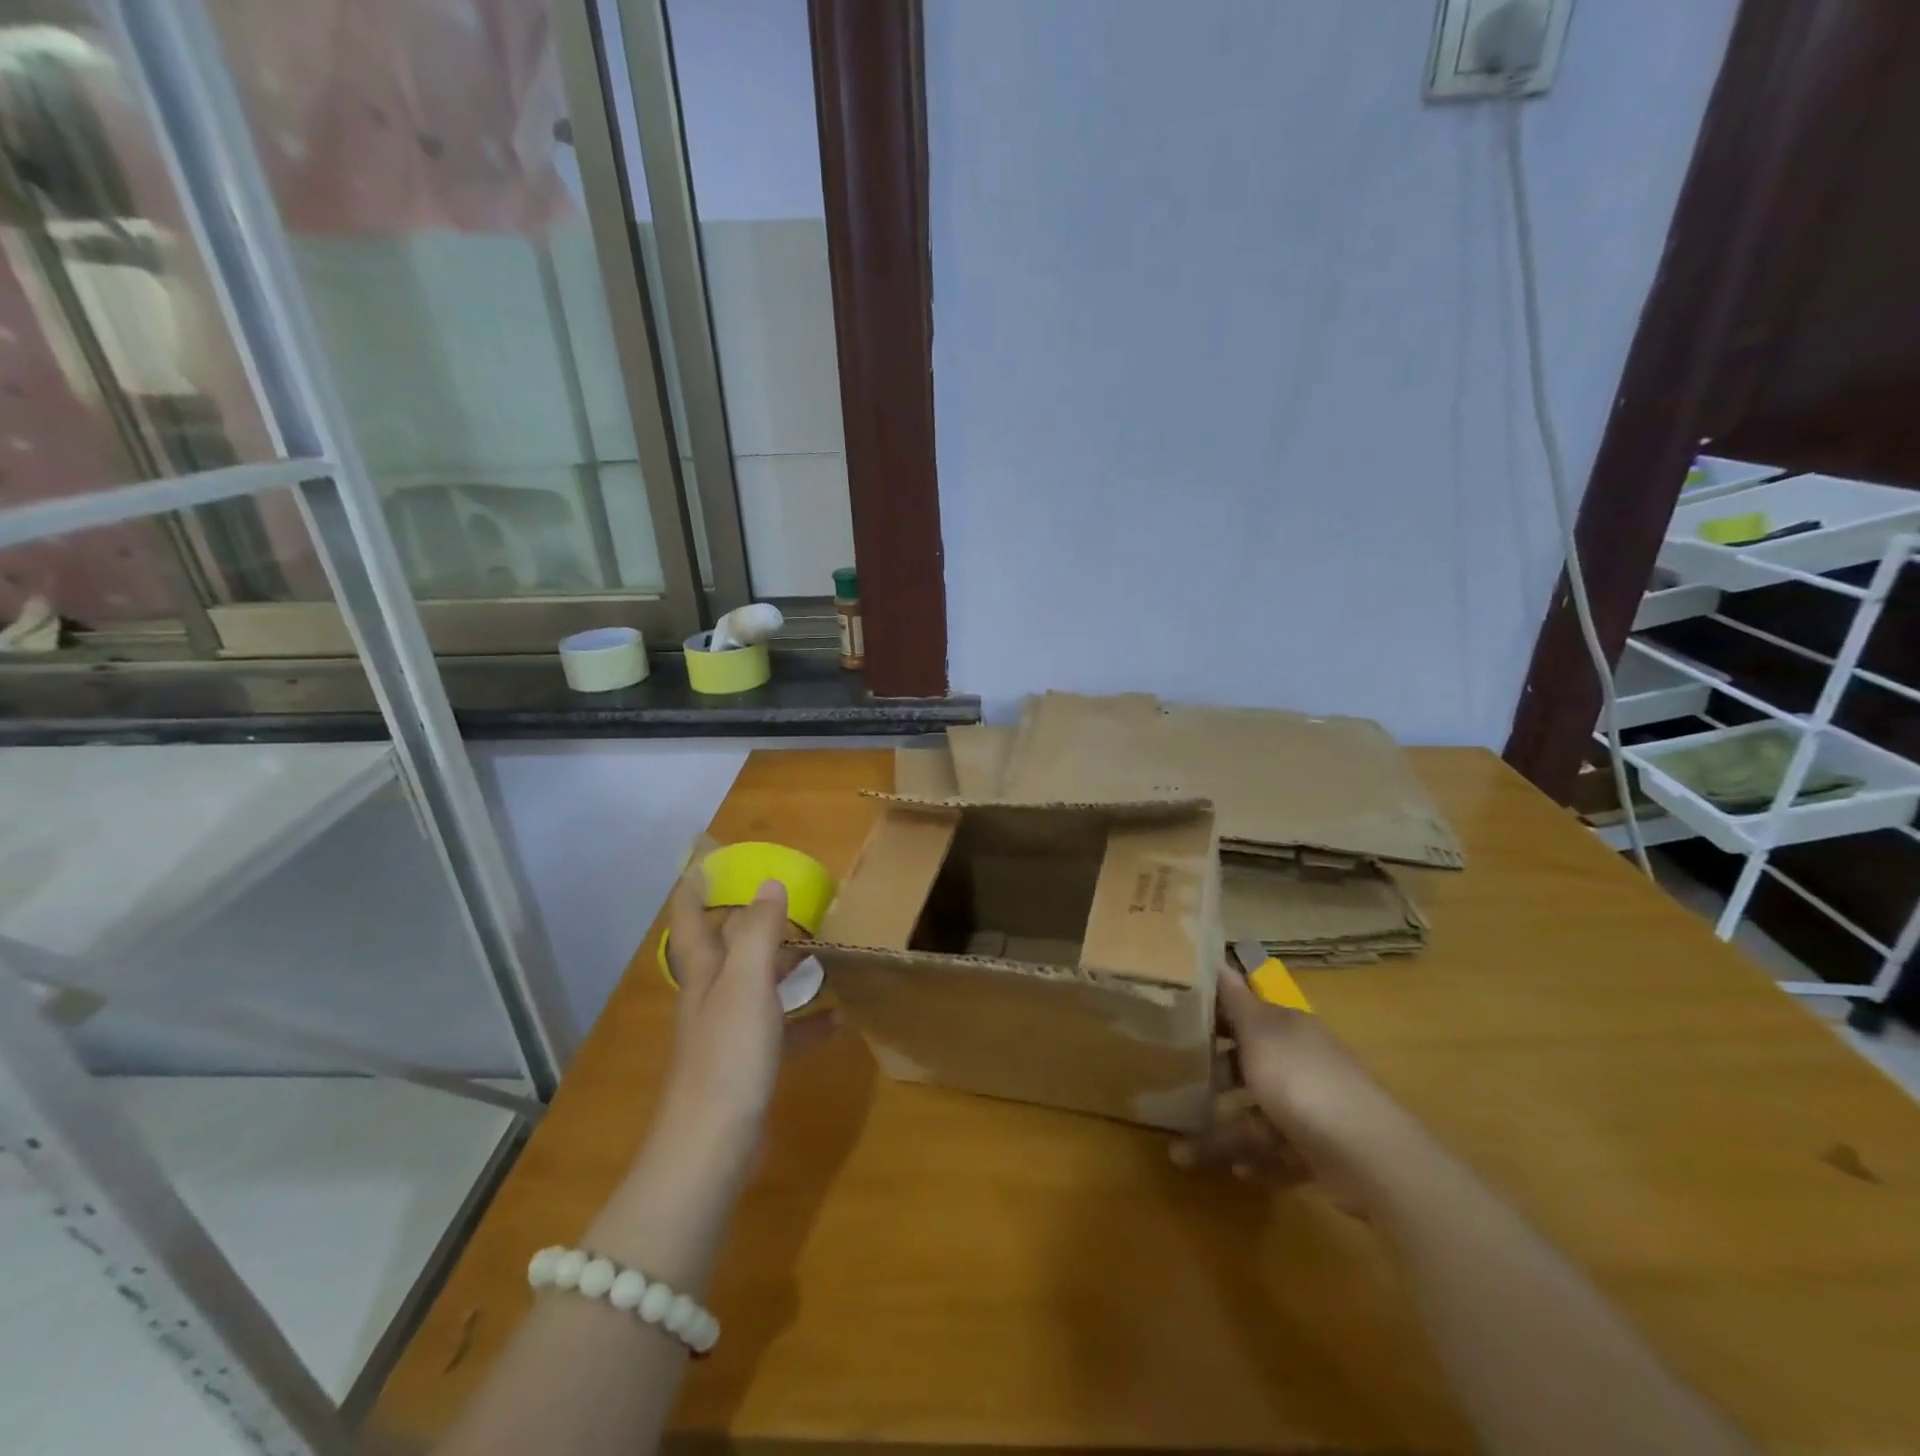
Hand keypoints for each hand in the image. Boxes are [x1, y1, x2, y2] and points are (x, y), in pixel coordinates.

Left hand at [659, 872, 836, 1147]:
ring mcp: (728, 1034)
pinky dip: (805, 1021)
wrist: (711, 1148)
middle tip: (781, 899)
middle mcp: (711, 998)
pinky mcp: (748, 1066)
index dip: (694, 888)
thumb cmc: (727, 1056)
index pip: (692, 920)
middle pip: (726, 950)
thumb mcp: (746, 985)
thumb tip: (769, 883)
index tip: (704, 859)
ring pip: (756, 987)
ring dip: (782, 967)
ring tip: (817, 950)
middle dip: (747, 922)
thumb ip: (758, 932)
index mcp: (705, 975)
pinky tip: (837, 1021)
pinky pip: (781, 1031)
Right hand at [1173, 965, 1410, 1212]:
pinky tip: (1236, 1171)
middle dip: (1214, 1079)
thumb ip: (1235, 1001)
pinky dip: (1258, 1160)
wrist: (1367, 1156)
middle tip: (1175, 1087)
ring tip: (1182, 1152)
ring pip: (1258, 1116)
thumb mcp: (1259, 1033)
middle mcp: (1301, 1063)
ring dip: (1224, 1133)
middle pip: (1250, 1066)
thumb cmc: (1301, 1081)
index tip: (1175, 1025)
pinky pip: (1279, 1153)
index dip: (1213, 1018)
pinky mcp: (1320, 1152)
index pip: (1246, 1014)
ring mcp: (1313, 1109)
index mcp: (1288, 1029)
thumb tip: (1218, 960)